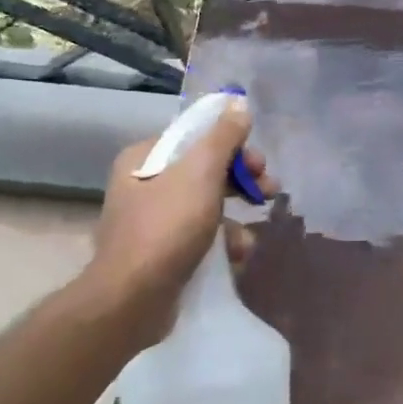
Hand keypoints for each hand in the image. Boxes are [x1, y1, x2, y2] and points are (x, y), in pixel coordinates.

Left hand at [85, 98, 278, 351]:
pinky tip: (235, 258)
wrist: (132, 300)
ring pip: (206, 207)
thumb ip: (223, 136)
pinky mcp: (161, 255)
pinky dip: (220, 245)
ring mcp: (151, 222)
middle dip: (241, 183)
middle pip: (205, 172)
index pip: (196, 138)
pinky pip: (199, 238)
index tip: (259, 163)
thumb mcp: (201, 173)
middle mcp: (144, 185)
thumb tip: (238, 103)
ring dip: (234, 220)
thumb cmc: (167, 227)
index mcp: (145, 158)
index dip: (233, 146)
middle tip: (270, 191)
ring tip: (249, 240)